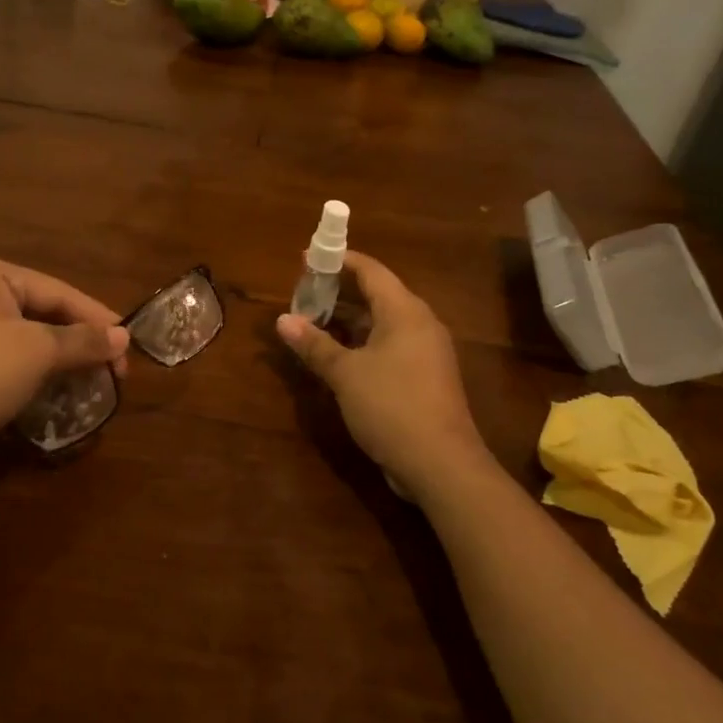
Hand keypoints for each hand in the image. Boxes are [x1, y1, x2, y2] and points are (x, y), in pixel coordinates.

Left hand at [0, 252, 128, 450]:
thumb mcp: (37, 353)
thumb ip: (83, 340)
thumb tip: (123, 337)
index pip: (56, 290)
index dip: (97, 317)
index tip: (129, 343)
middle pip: (38, 309)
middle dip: (76, 339)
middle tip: (110, 366)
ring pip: (18, 332)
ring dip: (55, 355)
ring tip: (86, 377)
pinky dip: (26, 365)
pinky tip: (47, 384)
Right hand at [277, 252, 487, 489]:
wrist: (441, 464)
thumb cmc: (391, 406)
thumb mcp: (345, 373)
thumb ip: (314, 344)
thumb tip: (282, 320)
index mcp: (405, 312)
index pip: (371, 271)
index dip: (339, 260)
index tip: (308, 258)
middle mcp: (420, 324)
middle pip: (378, 295)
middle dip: (340, 292)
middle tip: (305, 293)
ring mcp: (427, 352)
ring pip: (383, 324)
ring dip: (349, 321)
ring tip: (314, 323)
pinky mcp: (426, 377)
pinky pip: (390, 346)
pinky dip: (363, 344)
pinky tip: (339, 357)